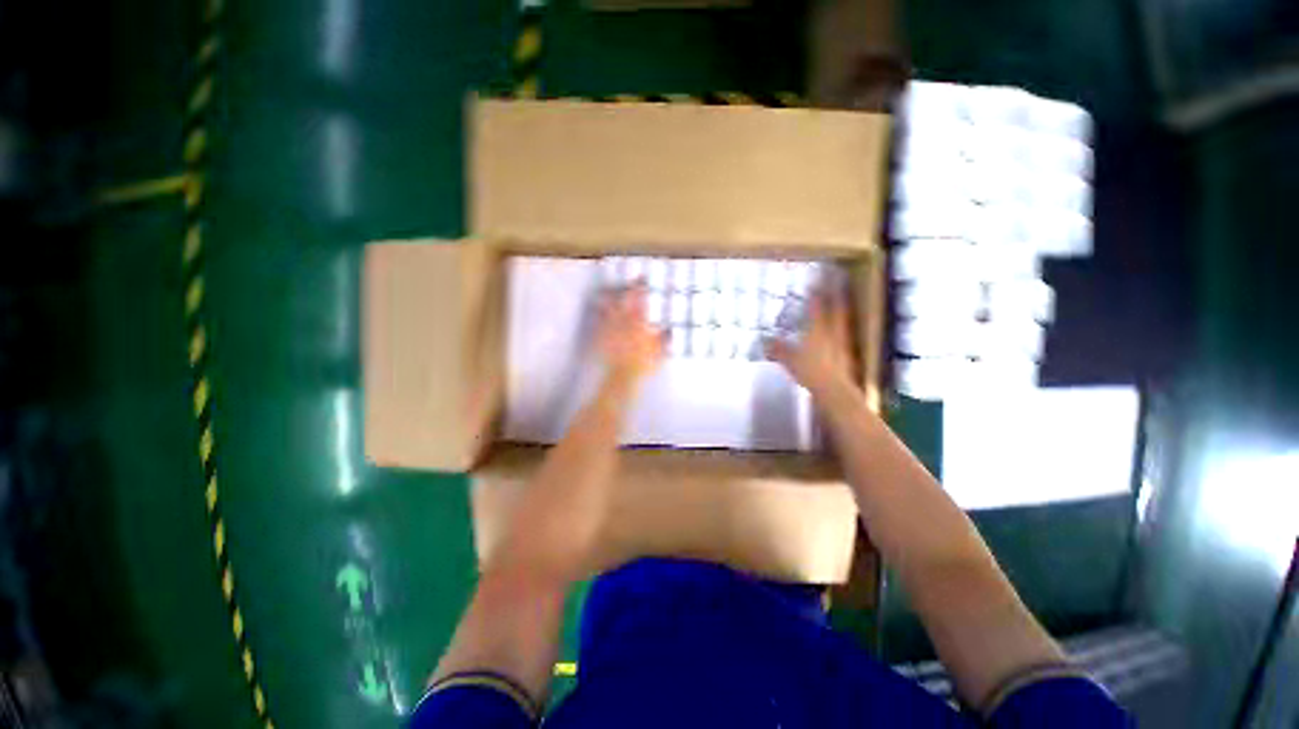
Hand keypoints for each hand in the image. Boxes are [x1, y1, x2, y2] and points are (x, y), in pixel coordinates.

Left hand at [596, 281, 664, 386]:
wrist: (622, 375)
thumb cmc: (643, 364)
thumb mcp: (659, 352)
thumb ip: (664, 339)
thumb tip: (669, 330)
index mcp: (638, 322)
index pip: (640, 299)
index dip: (641, 286)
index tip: (642, 279)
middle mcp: (623, 321)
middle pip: (622, 299)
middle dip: (625, 288)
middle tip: (627, 283)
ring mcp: (610, 327)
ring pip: (607, 306)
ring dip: (608, 297)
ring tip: (607, 292)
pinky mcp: (601, 336)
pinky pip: (598, 320)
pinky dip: (599, 314)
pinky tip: (598, 311)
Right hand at [765, 288, 856, 394]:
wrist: (834, 390)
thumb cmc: (811, 370)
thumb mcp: (789, 359)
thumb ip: (778, 349)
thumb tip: (765, 341)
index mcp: (819, 329)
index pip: (818, 305)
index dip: (817, 291)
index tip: (817, 278)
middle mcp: (834, 331)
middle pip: (837, 308)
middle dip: (837, 294)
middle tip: (838, 280)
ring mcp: (844, 343)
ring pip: (843, 320)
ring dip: (843, 309)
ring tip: (841, 301)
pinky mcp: (848, 354)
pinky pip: (844, 335)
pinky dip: (842, 328)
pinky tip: (839, 332)